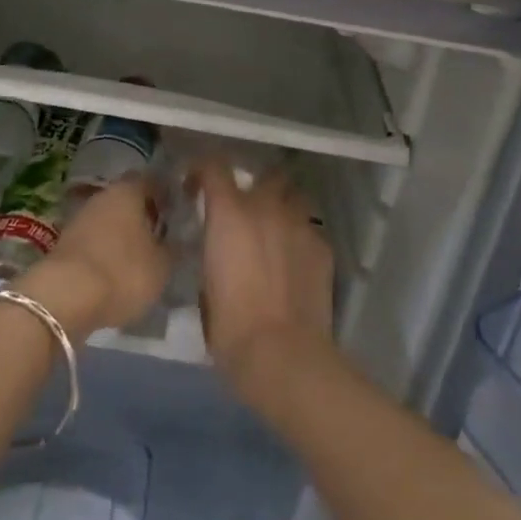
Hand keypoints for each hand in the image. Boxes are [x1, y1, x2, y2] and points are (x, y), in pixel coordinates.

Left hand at [22, 175, 169, 337]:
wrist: (64, 298)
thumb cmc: (122, 272)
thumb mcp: (161, 266)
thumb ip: (173, 248)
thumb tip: (177, 239)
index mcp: (129, 191)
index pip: (152, 181)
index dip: (166, 194)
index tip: (178, 211)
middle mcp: (103, 196)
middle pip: (127, 199)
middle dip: (142, 214)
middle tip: (160, 236)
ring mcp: (79, 218)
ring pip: (109, 219)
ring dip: (122, 234)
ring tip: (139, 257)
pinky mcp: (64, 243)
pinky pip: (93, 240)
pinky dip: (105, 250)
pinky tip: (115, 270)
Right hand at [196, 161, 333, 401]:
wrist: (282, 353)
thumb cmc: (230, 326)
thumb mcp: (205, 285)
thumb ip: (213, 254)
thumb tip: (219, 251)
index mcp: (229, 213)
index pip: (214, 166)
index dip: (203, 171)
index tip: (197, 188)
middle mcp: (266, 207)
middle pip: (267, 175)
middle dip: (257, 187)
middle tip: (247, 212)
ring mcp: (299, 224)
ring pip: (294, 198)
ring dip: (283, 208)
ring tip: (277, 232)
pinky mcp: (323, 246)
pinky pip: (310, 229)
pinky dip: (300, 238)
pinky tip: (296, 263)